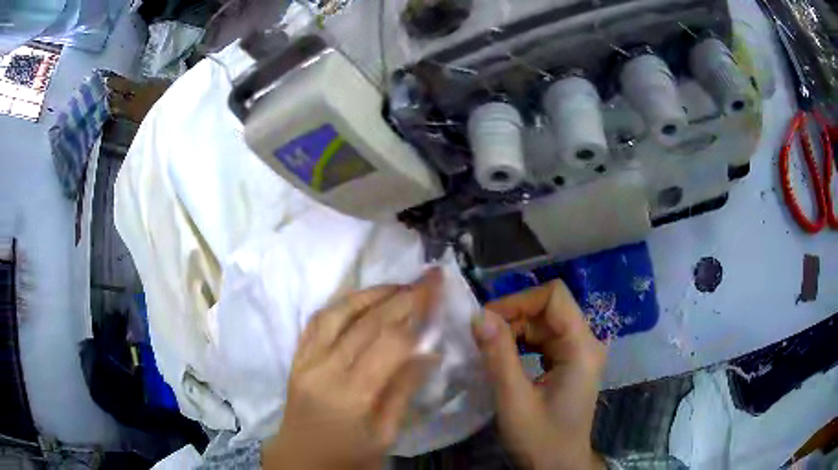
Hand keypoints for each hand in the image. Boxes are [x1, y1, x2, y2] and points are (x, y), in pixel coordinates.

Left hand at [262, 270, 441, 469]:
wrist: (300, 461)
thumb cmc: (348, 456)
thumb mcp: (386, 435)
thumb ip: (404, 391)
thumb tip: (429, 353)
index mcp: (353, 395)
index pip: (390, 342)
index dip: (417, 312)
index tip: (437, 291)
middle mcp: (325, 369)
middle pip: (367, 321)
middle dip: (402, 295)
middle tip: (427, 277)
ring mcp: (306, 360)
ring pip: (338, 312)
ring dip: (371, 292)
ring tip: (398, 285)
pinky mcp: (296, 358)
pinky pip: (317, 321)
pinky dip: (342, 303)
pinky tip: (360, 298)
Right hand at [472, 280, 606, 469]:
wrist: (558, 466)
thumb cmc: (540, 439)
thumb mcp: (514, 400)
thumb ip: (498, 355)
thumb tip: (479, 315)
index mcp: (582, 347)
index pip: (554, 296)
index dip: (519, 300)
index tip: (488, 320)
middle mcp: (586, 342)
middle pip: (549, 308)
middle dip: (513, 316)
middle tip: (481, 338)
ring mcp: (580, 352)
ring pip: (545, 321)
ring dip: (515, 329)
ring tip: (489, 349)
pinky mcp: (571, 361)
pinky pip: (545, 338)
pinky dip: (522, 342)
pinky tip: (505, 356)